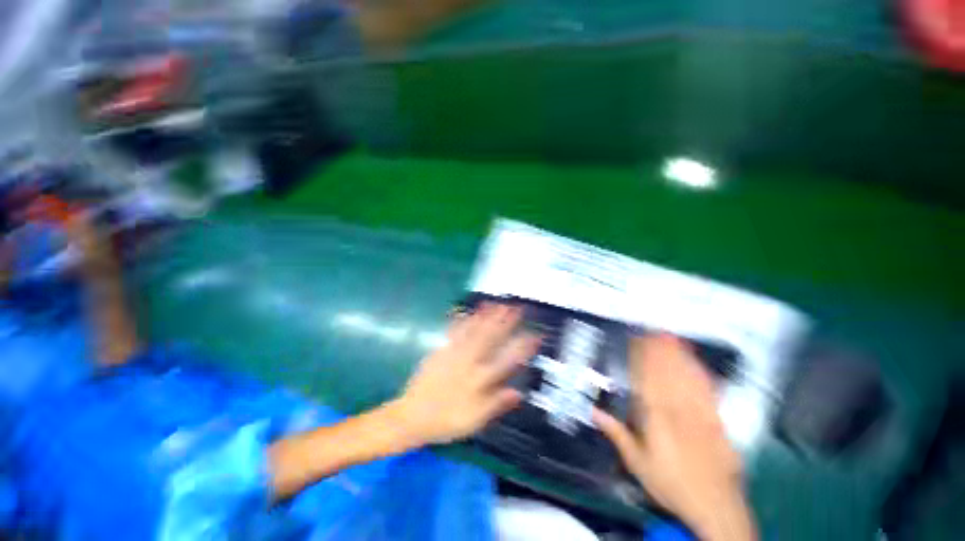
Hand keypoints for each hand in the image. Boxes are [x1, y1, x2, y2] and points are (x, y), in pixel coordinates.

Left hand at [393, 303, 539, 445]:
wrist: (413, 416)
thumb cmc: (446, 421)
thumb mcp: (475, 421)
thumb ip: (496, 404)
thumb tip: (519, 393)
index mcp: (480, 380)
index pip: (507, 360)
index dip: (522, 347)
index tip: (534, 335)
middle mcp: (469, 362)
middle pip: (490, 339)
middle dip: (505, 322)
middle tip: (515, 308)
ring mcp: (454, 354)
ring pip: (474, 332)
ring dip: (486, 317)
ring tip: (497, 304)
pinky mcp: (441, 350)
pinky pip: (454, 332)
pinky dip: (463, 320)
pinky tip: (468, 311)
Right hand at [593, 335, 755, 540]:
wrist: (716, 506)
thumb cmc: (671, 484)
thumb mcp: (637, 463)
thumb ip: (616, 434)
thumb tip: (592, 411)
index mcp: (657, 418)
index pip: (645, 378)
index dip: (640, 357)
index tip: (634, 341)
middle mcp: (678, 409)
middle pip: (666, 372)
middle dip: (658, 350)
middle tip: (651, 331)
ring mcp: (701, 413)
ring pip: (686, 377)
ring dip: (677, 356)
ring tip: (671, 338)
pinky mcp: (717, 420)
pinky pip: (707, 391)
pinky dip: (700, 374)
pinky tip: (696, 364)